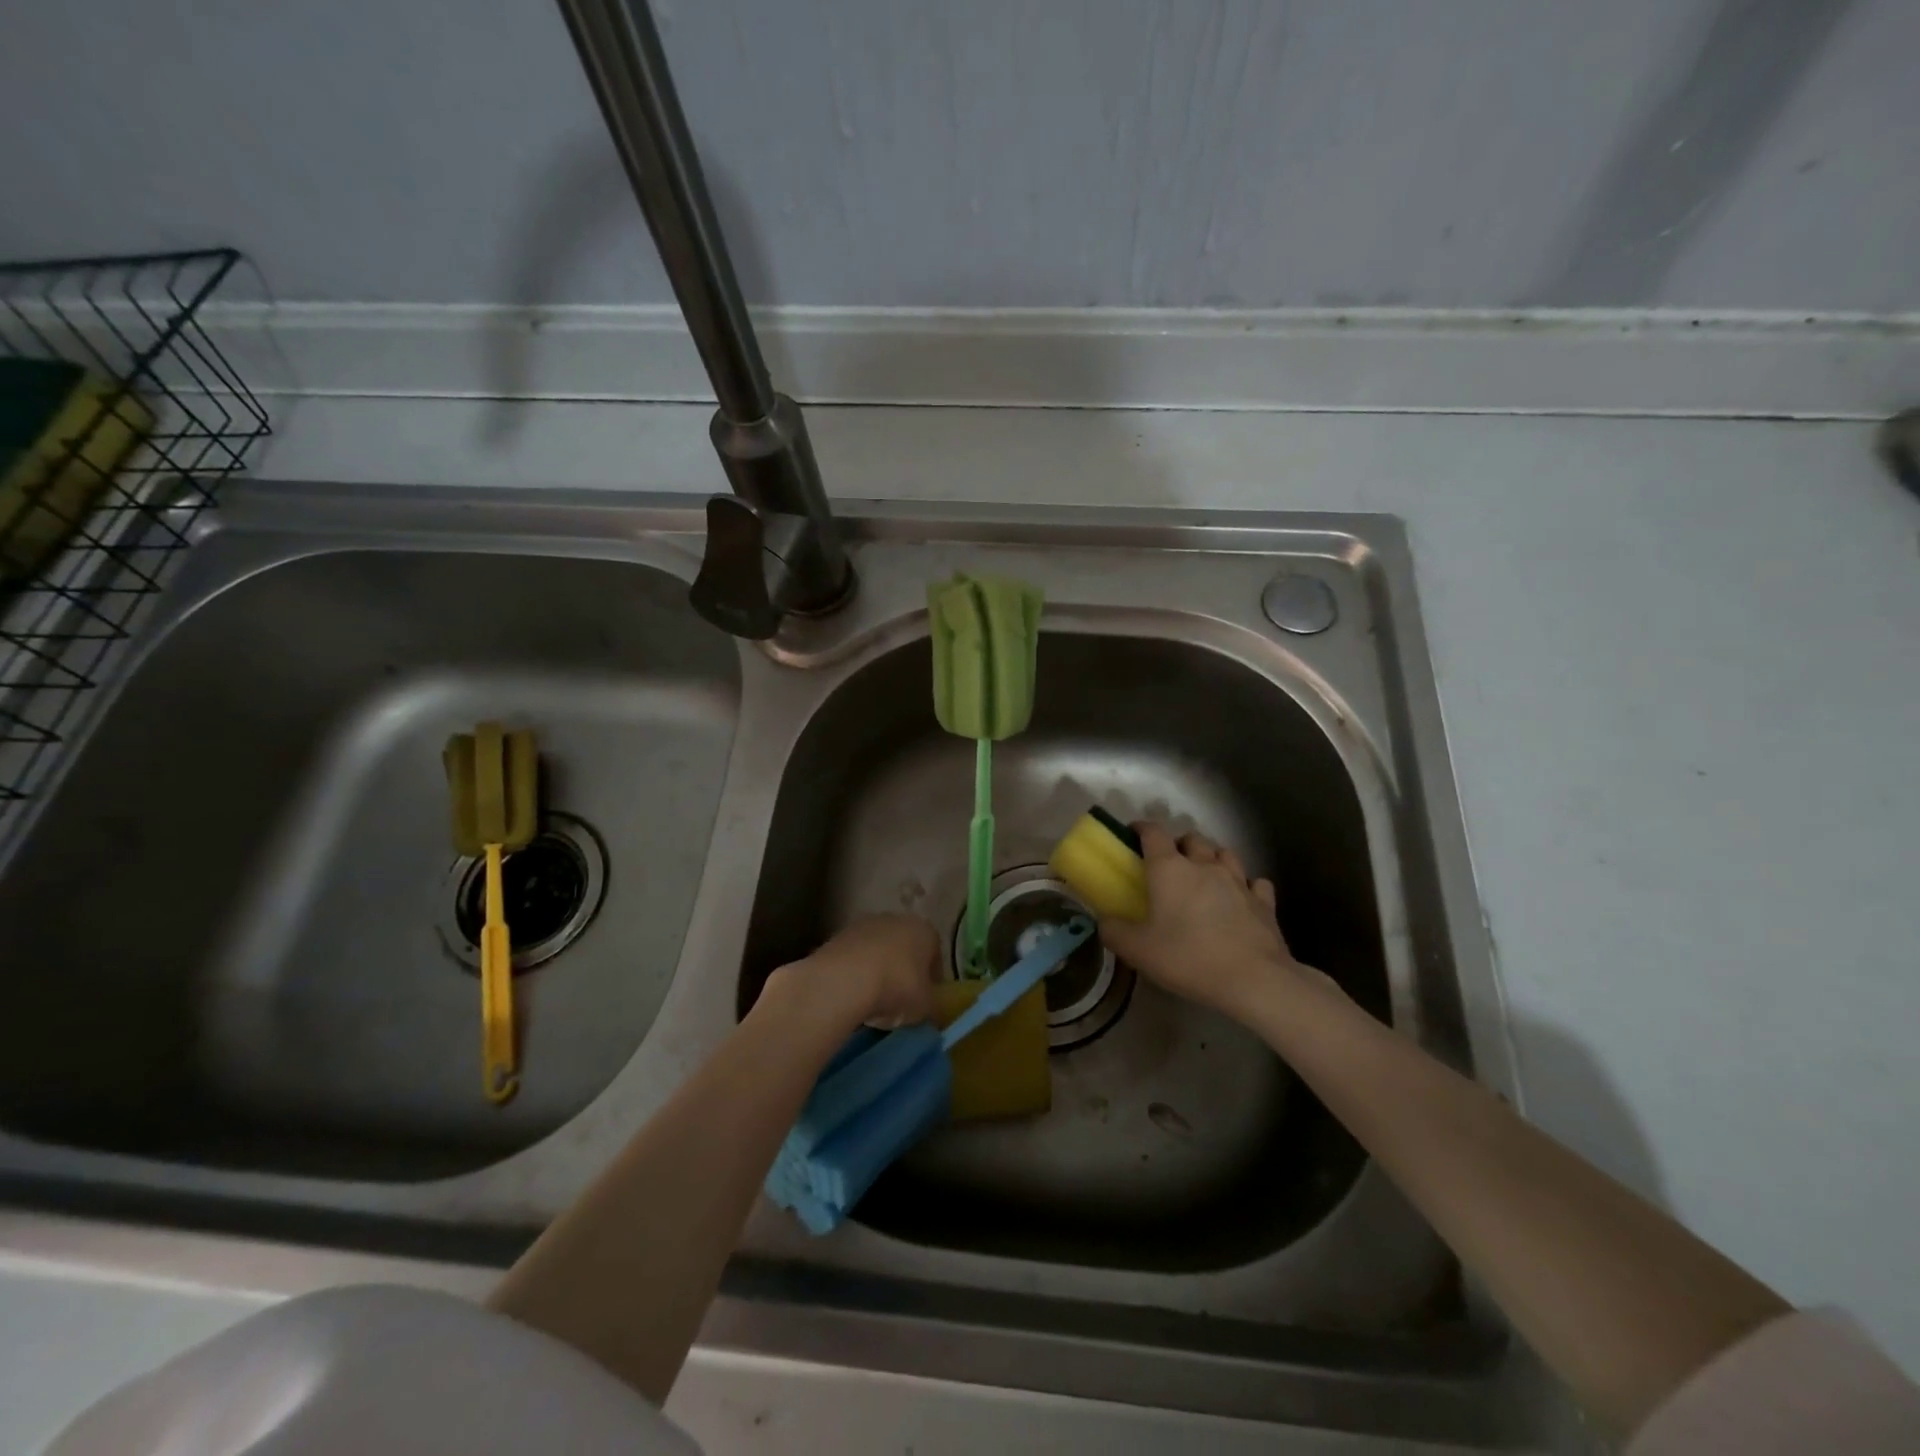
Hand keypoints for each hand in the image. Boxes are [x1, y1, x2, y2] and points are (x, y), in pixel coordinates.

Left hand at [770, 913, 940, 1032]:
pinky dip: (856, 974)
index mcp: (925, 930)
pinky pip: (854, 959)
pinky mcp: (838, 936)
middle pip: (905, 949)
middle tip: (900, 1002)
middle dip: (903, 973)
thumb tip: (932, 1011)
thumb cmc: (897, 987)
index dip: (932, 980)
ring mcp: (864, 924)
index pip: (935, 955)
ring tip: (873, 1003)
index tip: (925, 1001)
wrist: (844, 979)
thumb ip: (933, 1007)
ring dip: (878, 972)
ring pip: (878, 952)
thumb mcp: (926, 1007)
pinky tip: (853, 996)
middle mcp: (896, 919)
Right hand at [1097, 822, 1311, 1020]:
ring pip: (1225, 854)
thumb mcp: (1137, 950)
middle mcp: (1205, 865)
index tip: (1132, 835)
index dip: (1141, 829)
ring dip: (1213, 858)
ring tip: (1205, 876)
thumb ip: (1114, 931)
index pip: (1153, 832)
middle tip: (1169, 864)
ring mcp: (1239, 881)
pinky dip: (1246, 885)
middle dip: (1179, 844)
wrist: (1254, 980)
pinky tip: (1242, 898)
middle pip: (1191, 839)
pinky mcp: (1264, 902)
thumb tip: (1103, 921)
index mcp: (1170, 869)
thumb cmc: (1188, 958)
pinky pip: (1255, 882)